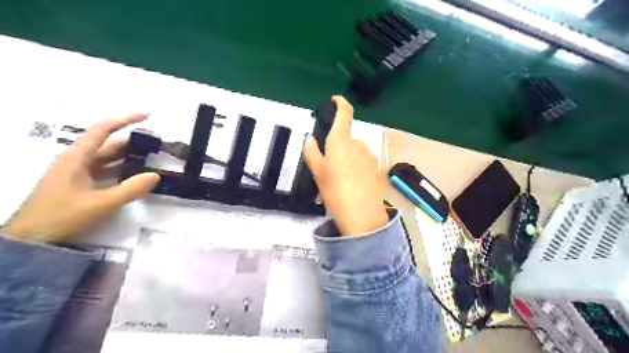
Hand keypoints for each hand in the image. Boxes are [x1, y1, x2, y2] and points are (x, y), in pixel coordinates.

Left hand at [2, 112, 158, 241]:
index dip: (125, 120)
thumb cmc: (62, 216)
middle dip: (131, 141)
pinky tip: (134, 176)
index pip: (102, 130)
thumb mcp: (101, 203)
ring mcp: (76, 173)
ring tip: (150, 158)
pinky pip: (104, 172)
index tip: (147, 116)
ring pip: (106, 159)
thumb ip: (131, 189)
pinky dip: (121, 170)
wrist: (31, 239)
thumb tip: (156, 175)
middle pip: (107, 144)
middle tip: (155, 144)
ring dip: (127, 157)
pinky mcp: (79, 185)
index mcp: (77, 158)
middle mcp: (76, 161)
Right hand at [305, 95, 388, 235]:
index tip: (335, 100)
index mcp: (342, 141)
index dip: (340, 103)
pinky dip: (353, 172)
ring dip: (343, 165)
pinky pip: (361, 165)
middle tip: (324, 172)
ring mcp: (370, 157)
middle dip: (335, 152)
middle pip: (345, 140)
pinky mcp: (377, 169)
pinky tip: (347, 190)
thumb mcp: (317, 172)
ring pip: (353, 155)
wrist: (362, 216)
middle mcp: (358, 145)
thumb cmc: (336, 191)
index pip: (345, 113)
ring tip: (334, 186)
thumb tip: (310, 139)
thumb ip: (312, 152)